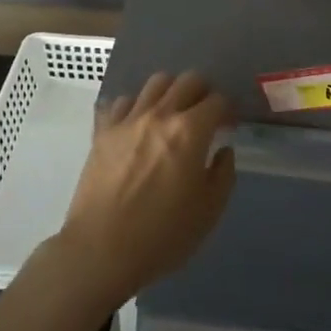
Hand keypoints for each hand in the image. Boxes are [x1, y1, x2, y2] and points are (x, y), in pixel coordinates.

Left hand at [54, 71, 235, 302]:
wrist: (101, 250)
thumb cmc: (162, 236)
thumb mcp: (208, 212)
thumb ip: (223, 174)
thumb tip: (223, 150)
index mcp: (190, 131)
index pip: (217, 101)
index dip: (228, 110)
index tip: (229, 126)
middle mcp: (160, 114)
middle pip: (188, 80)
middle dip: (203, 92)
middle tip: (205, 114)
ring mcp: (129, 119)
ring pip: (156, 82)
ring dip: (171, 92)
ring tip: (172, 113)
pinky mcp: (103, 130)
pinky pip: (124, 101)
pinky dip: (137, 106)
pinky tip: (139, 125)